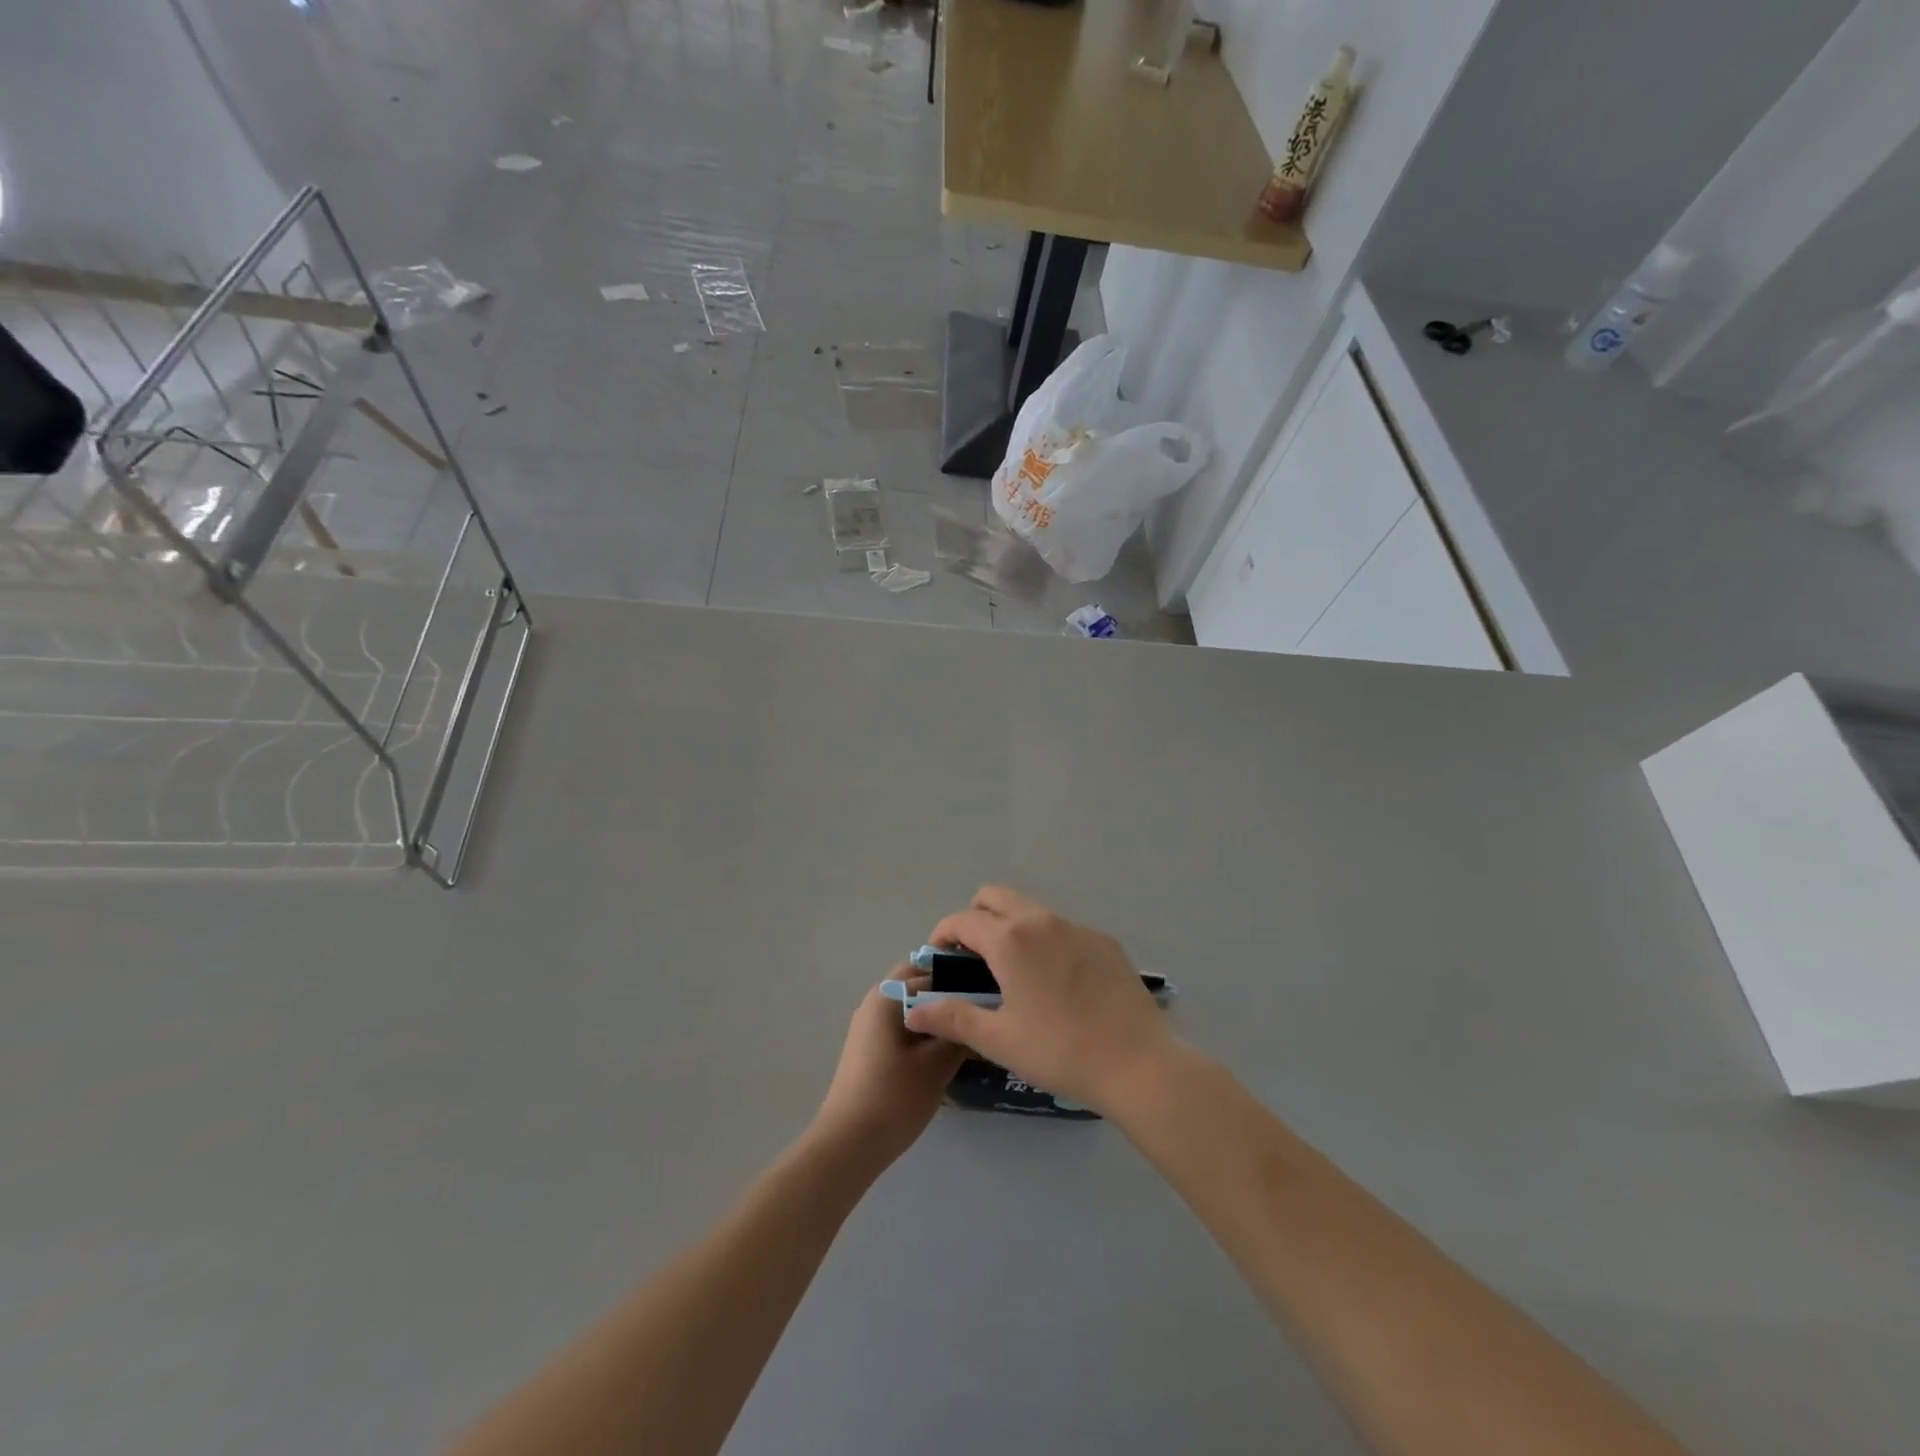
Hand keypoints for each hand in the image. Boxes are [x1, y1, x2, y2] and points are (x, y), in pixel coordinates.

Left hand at [812, 968, 967, 1170]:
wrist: (849, 1145)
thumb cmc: (895, 1097)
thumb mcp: (938, 1064)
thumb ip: (961, 1031)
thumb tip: (981, 1012)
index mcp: (888, 994)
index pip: (934, 970)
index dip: (965, 980)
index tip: (992, 995)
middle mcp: (875, 1000)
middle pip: (919, 983)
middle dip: (949, 993)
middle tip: (981, 1012)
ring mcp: (869, 1025)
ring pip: (911, 1005)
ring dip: (937, 1013)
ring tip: (969, 1031)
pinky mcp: (870, 1047)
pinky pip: (903, 1024)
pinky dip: (924, 1030)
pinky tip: (945, 1051)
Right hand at [903, 886, 1175, 1113]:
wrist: (1138, 1064)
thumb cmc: (1060, 1051)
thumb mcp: (999, 1039)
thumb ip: (952, 1018)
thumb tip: (913, 1010)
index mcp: (1011, 940)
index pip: (963, 920)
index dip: (943, 935)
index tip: (940, 959)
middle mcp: (1042, 921)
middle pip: (996, 897)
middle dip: (975, 917)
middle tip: (973, 958)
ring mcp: (1078, 928)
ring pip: (1031, 910)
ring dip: (1011, 927)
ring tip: (1013, 972)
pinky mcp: (1105, 942)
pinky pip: (1063, 928)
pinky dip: (1046, 941)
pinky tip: (1057, 983)